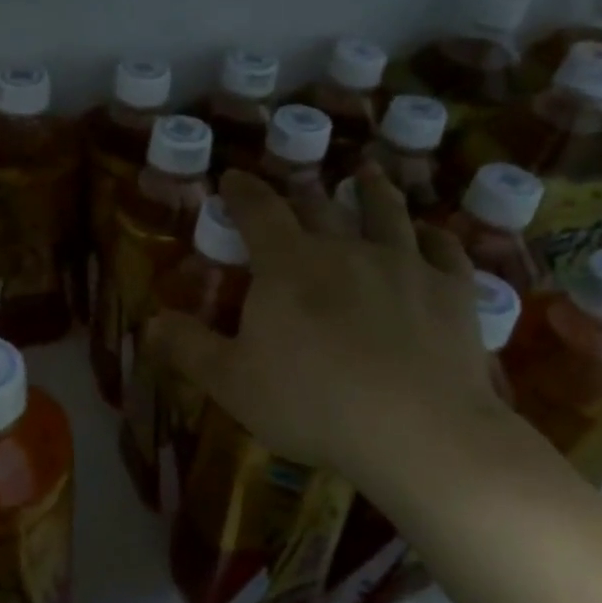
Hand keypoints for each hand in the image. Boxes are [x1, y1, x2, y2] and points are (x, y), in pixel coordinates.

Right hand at [148, 166, 506, 491]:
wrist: (417, 428)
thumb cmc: (312, 402)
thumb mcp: (232, 382)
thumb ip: (189, 348)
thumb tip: (149, 321)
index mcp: (289, 265)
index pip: (259, 211)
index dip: (242, 190)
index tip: (233, 176)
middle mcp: (346, 249)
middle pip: (321, 207)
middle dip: (304, 191)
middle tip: (299, 182)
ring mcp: (404, 265)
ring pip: (387, 214)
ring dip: (374, 191)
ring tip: (368, 174)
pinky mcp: (452, 291)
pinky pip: (446, 251)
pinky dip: (437, 237)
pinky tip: (434, 236)